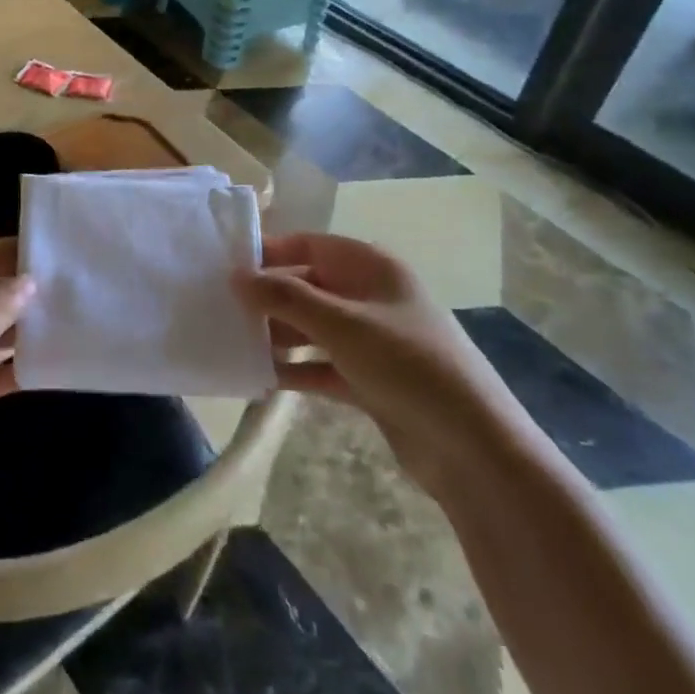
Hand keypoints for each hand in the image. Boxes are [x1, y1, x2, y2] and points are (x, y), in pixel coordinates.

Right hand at [235, 232, 515, 489]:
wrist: (474, 448)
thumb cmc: (407, 365)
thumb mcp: (342, 324)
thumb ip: (285, 297)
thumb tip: (236, 275)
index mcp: (371, 267)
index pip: (309, 245)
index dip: (269, 252)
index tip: (225, 265)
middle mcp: (370, 296)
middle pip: (308, 285)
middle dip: (268, 297)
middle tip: (220, 307)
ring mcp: (371, 340)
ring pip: (312, 327)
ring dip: (277, 334)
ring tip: (232, 341)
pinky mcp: (369, 380)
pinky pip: (321, 364)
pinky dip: (295, 369)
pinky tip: (259, 377)